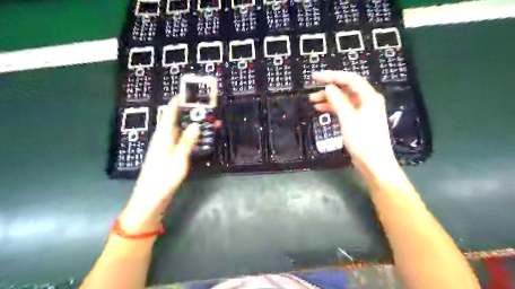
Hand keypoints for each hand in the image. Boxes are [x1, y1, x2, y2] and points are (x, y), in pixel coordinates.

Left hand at [121, 99, 200, 232]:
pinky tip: (202, 138)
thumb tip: (196, 125)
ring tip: (211, 123)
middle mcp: (164, 138)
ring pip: (182, 130)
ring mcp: (167, 147)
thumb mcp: (178, 158)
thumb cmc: (163, 176)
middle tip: (208, 109)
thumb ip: (187, 140)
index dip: (178, 101)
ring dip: (195, 125)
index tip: (188, 92)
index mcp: (163, 135)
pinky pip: (183, 140)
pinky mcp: (171, 155)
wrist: (151, 197)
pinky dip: (193, 136)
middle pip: (178, 120)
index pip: (170, 112)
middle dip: (192, 113)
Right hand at [309, 70, 396, 173]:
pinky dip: (332, 107)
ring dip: (328, 98)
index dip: (332, 76)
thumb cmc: (363, 141)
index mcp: (369, 97)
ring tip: (312, 101)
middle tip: (311, 89)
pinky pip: (343, 108)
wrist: (374, 163)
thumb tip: (329, 87)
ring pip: (343, 99)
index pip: (349, 79)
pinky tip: (321, 109)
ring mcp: (362, 110)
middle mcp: (367, 100)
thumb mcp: (348, 119)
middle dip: (328, 88)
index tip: (316, 77)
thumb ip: (338, 101)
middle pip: (346, 88)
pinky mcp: (358, 120)